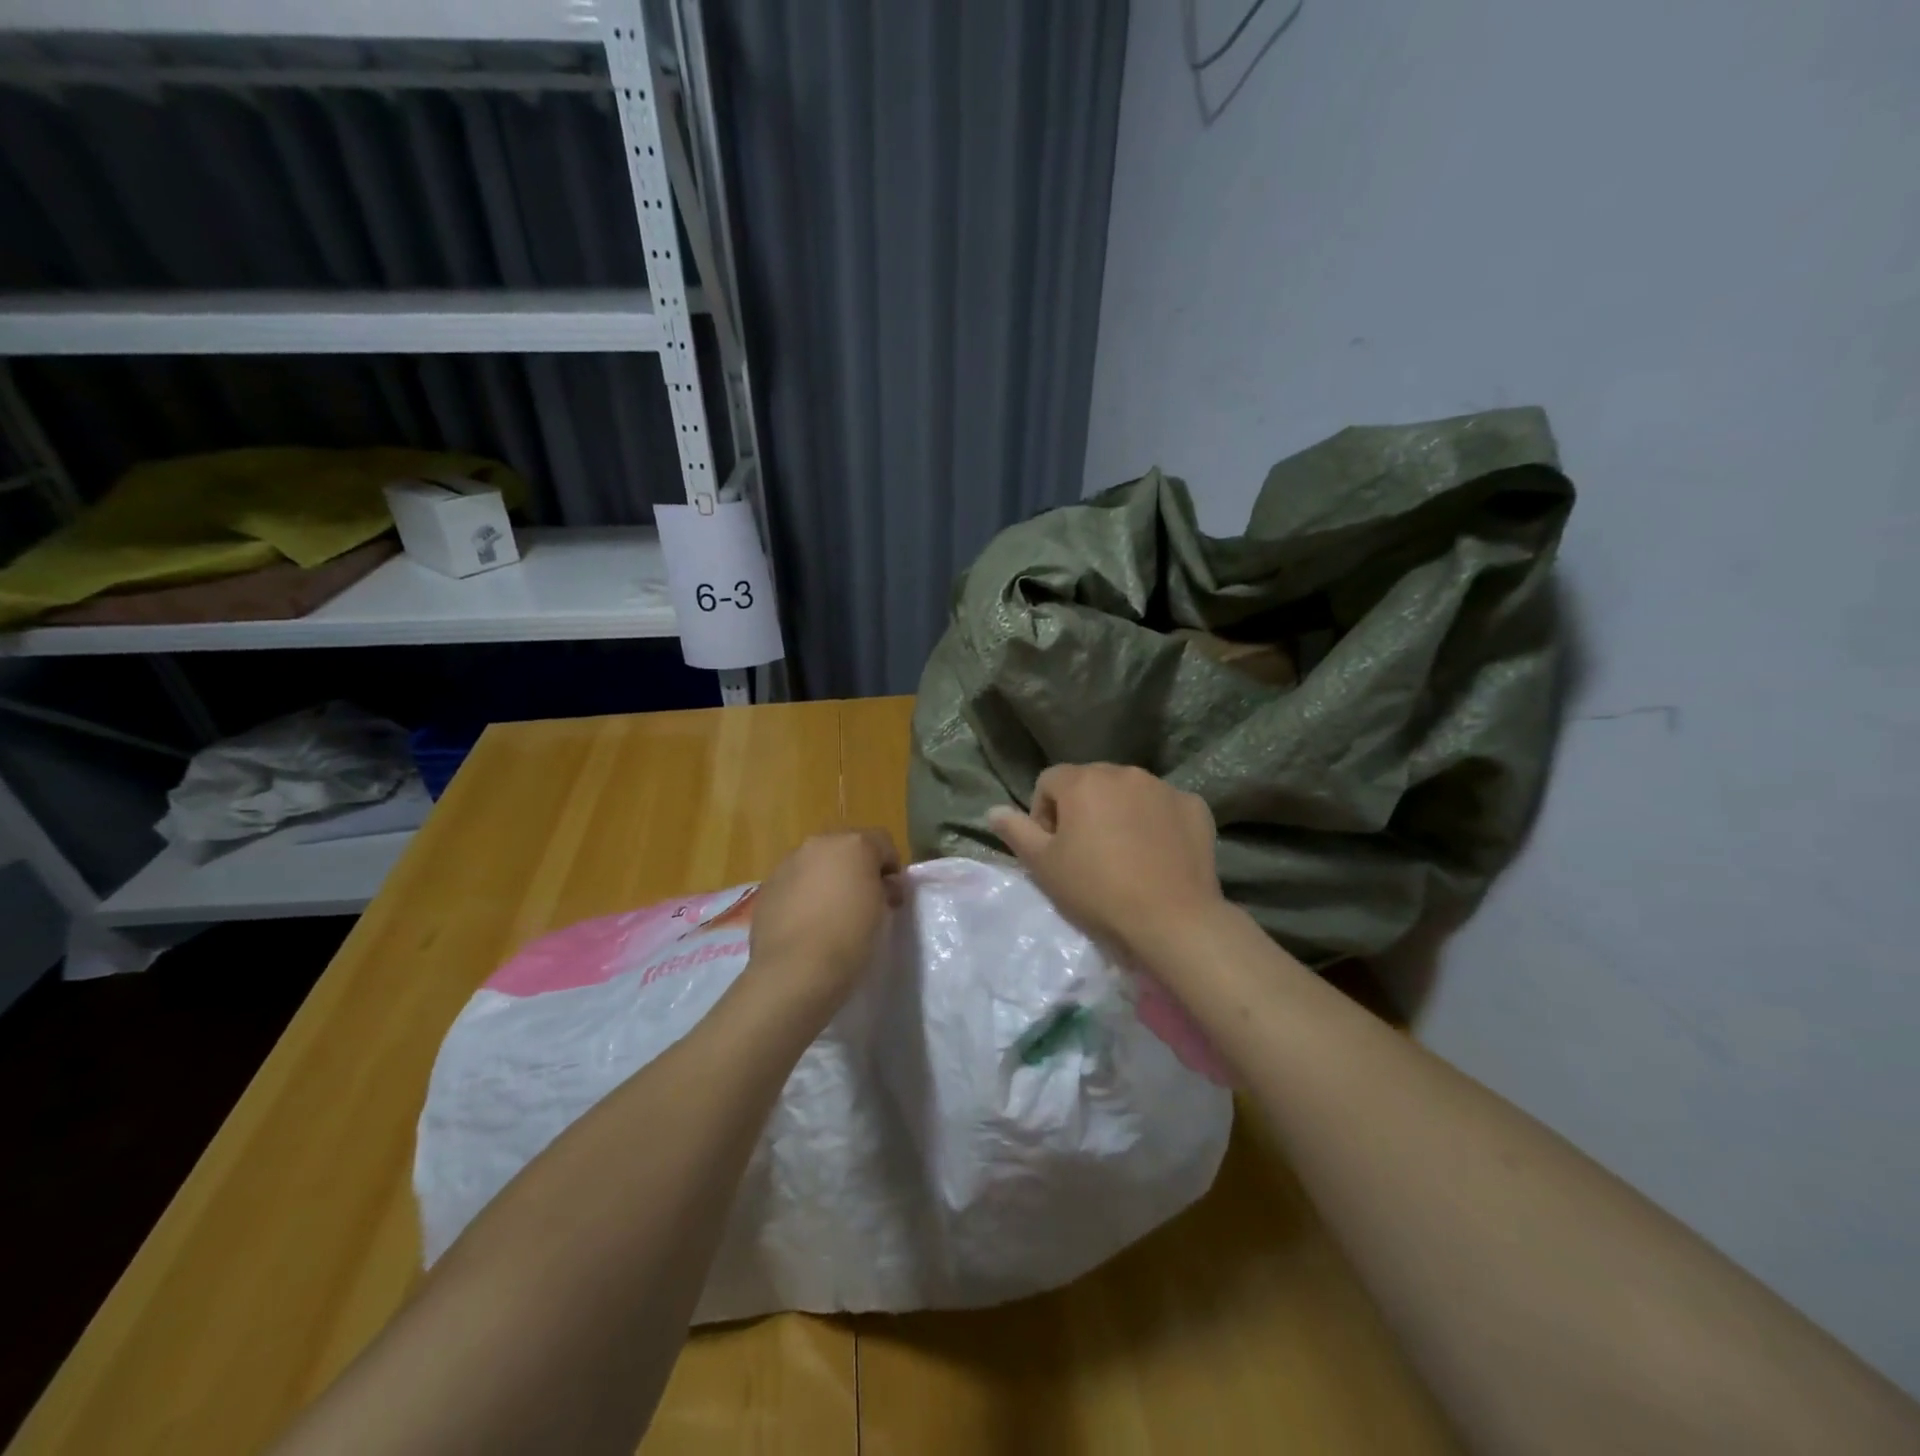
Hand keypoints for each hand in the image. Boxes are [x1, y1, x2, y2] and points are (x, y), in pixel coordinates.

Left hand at [747, 829, 901, 1009]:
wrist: (795, 970)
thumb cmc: (850, 937)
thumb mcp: (882, 911)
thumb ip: (884, 888)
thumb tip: (882, 885)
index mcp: (854, 844)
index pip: (883, 842)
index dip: (891, 867)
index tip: (891, 896)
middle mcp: (820, 843)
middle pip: (847, 847)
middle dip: (857, 868)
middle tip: (863, 902)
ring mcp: (789, 862)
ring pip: (818, 862)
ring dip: (828, 879)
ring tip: (830, 914)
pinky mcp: (768, 885)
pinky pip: (795, 881)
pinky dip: (804, 893)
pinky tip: (806, 923)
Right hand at [988, 764, 1224, 963]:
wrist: (1172, 920)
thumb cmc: (1097, 891)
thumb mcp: (1043, 866)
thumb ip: (1016, 832)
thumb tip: (993, 810)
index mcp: (1083, 781)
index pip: (1049, 782)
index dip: (1044, 814)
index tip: (1054, 849)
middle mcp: (1123, 772)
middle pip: (1090, 783)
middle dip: (1082, 810)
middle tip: (1087, 854)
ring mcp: (1163, 787)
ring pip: (1129, 792)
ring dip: (1119, 813)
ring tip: (1124, 855)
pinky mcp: (1194, 806)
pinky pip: (1164, 807)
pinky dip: (1156, 822)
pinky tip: (1158, 855)